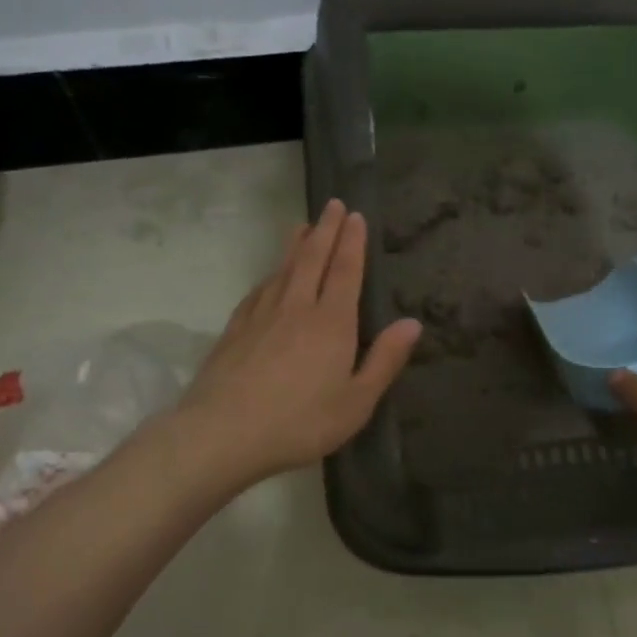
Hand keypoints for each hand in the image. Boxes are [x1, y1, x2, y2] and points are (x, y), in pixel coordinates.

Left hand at [177, 200, 421, 485]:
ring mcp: (261, 315)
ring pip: (283, 269)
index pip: (345, 271)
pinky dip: (270, 275)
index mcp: (332, 323)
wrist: (223, 432)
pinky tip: (270, 276)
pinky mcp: (235, 329)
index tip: (355, 216)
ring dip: (296, 245)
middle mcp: (297, 307)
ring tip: (303, 227)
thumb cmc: (300, 422)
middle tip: (333, 204)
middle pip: (312, 259)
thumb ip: (384, 360)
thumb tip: (412, 323)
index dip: (352, 242)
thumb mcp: (356, 402)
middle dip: (326, 230)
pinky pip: (259, 290)